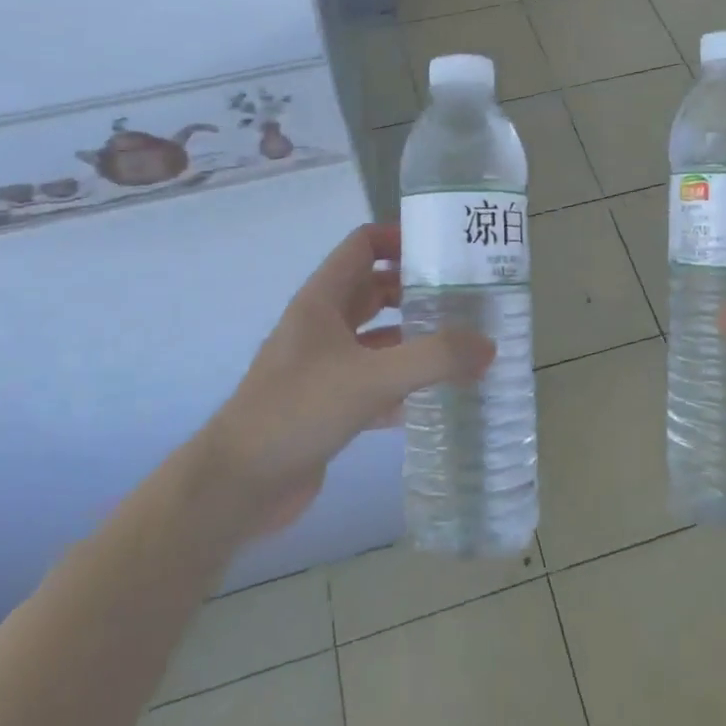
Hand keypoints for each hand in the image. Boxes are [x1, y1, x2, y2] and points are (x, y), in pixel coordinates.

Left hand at [209, 224, 493, 529]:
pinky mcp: (328, 405)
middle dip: (417, 291)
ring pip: (377, 338)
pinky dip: (403, 385)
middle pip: (375, 290)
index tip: (446, 251)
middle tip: (465, 300)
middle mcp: (322, 326)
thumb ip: (433, 358)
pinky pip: (374, 382)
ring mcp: (323, 366)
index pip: (363, 245)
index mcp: (323, 300)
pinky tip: (435, 398)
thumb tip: (489, 345)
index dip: (401, 239)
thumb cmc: (298, 411)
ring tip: (461, 346)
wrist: (237, 486)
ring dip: (414, 339)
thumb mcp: (371, 377)